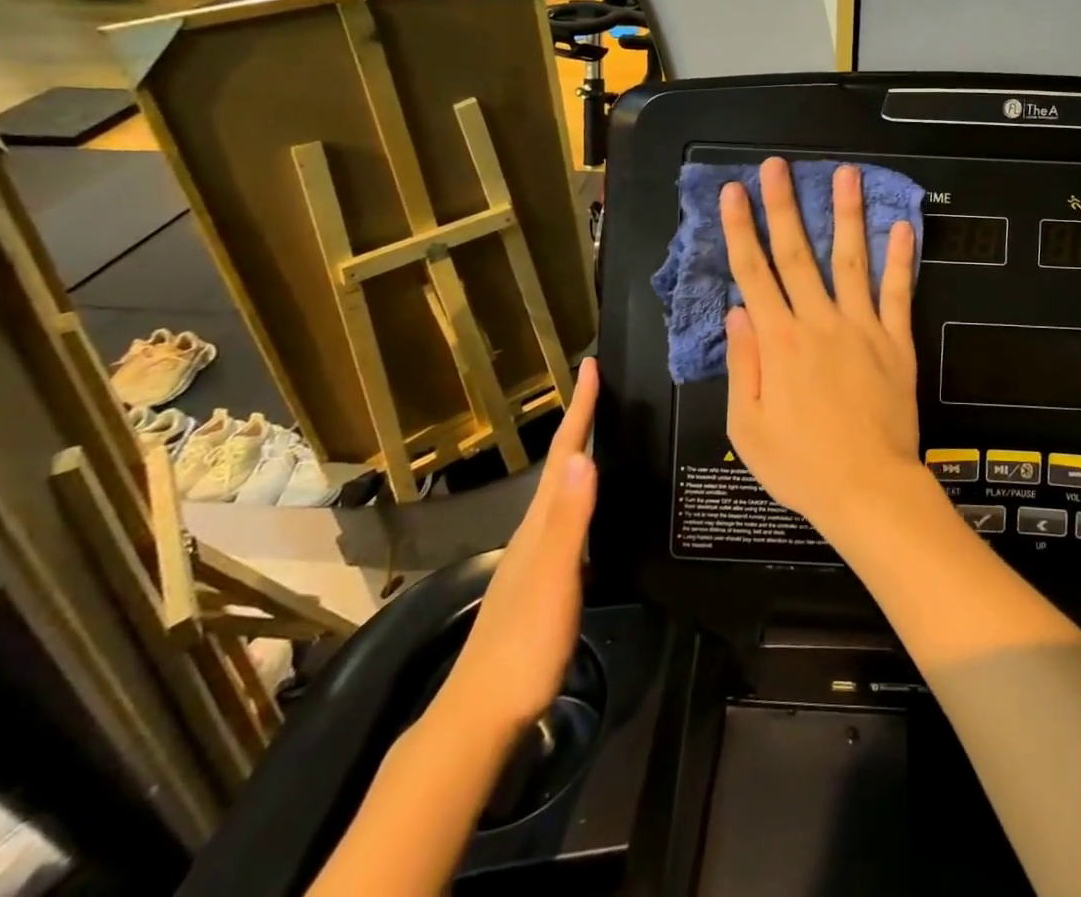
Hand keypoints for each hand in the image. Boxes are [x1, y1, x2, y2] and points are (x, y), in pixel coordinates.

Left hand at [436, 360, 598, 738]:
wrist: (480, 715)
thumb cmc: (524, 643)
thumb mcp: (555, 579)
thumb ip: (571, 520)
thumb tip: (586, 455)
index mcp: (541, 523)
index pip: (564, 454)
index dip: (580, 408)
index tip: (592, 365)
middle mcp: (534, 530)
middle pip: (560, 464)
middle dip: (579, 421)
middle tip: (600, 388)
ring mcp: (534, 557)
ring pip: (561, 490)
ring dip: (578, 455)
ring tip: (598, 432)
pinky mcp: (541, 580)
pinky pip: (566, 518)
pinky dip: (581, 495)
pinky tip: (590, 506)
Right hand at [720, 159, 920, 539]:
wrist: (868, 489)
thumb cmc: (801, 464)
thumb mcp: (749, 426)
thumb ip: (743, 364)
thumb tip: (737, 310)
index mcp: (779, 342)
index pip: (753, 273)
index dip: (741, 230)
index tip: (733, 192)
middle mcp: (819, 323)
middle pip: (798, 254)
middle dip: (784, 206)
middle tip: (778, 166)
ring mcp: (863, 328)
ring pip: (851, 260)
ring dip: (847, 214)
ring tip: (847, 173)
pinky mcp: (897, 342)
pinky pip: (899, 293)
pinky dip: (902, 259)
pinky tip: (903, 226)